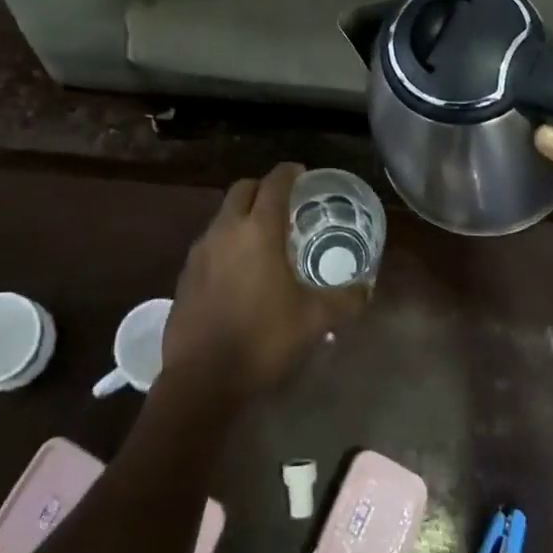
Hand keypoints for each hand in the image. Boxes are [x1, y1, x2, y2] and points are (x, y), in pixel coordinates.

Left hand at [164, 163, 368, 395]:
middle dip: (263, 188)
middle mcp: (226, 230)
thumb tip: (367, 289)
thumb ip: (344, 300)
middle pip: (242, 189)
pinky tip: (239, 271)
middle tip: (284, 203)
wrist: (201, 380)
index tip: (301, 173)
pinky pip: (209, 243)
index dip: (289, 172)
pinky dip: (226, 243)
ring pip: (223, 216)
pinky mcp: (185, 275)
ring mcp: (200, 252)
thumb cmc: (263, 339)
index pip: (274, 183)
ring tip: (263, 238)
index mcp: (258, 230)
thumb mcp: (314, 320)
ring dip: (242, 216)